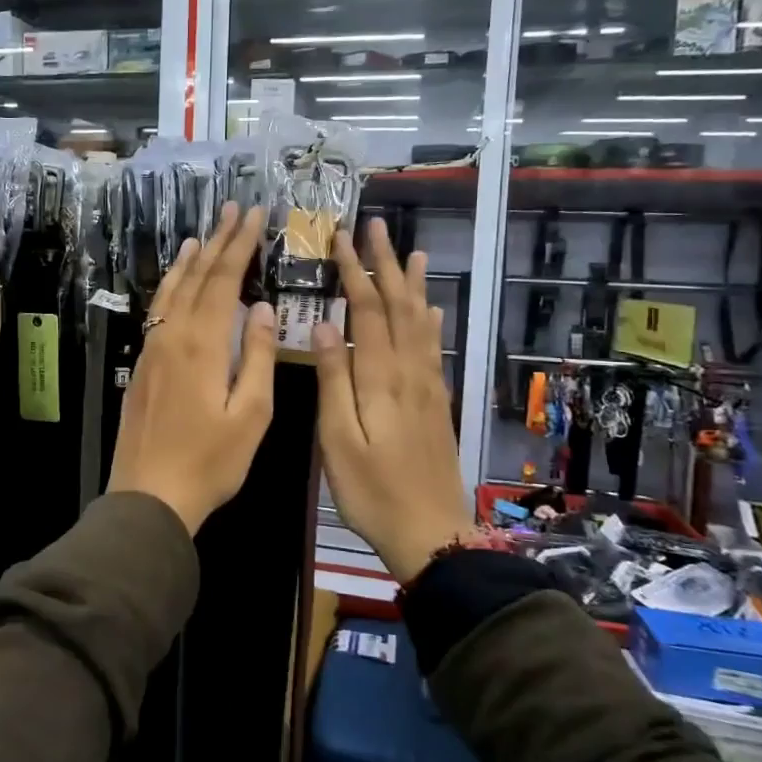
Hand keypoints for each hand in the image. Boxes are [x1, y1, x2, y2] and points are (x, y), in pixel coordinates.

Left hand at [108, 203, 276, 534]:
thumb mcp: (251, 415)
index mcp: (203, 345)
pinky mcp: (142, 364)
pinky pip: (158, 310)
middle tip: (233, 209)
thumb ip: (259, 357)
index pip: (224, 280)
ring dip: (190, 260)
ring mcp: (152, 348)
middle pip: (197, 277)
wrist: (148, 496)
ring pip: (172, 290)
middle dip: (218, 241)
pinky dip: (171, 286)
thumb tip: (263, 308)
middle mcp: (172, 336)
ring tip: (204, 234)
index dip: (240, 244)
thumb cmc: (210, 462)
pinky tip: (177, 284)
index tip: (255, 214)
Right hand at [313, 219, 472, 583]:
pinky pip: (434, 347)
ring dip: (412, 284)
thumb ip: (333, 381)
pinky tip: (431, 309)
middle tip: (374, 227)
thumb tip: (324, 325)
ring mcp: (429, 386)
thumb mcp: (338, 441)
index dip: (354, 272)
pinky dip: (431, 320)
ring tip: (410, 252)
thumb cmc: (372, 492)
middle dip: (384, 264)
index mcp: (381, 378)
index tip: (340, 239)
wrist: (432, 534)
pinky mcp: (437, 402)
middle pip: (398, 306)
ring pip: (421, 322)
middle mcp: (410, 372)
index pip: (366, 310)